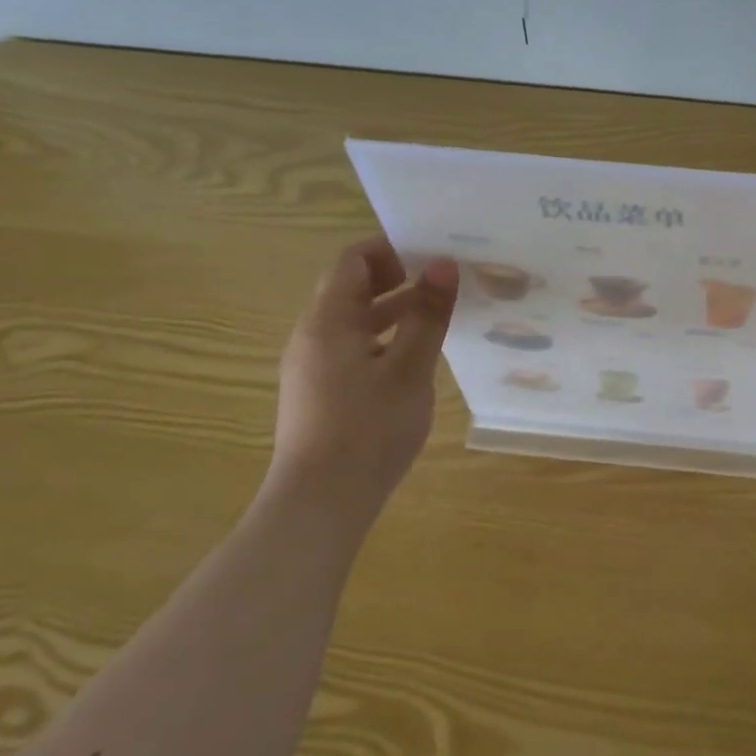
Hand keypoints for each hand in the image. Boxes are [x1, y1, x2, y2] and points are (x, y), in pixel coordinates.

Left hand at [269, 236, 458, 520]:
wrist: (320, 505)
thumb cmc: (368, 430)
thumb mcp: (410, 369)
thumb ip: (427, 315)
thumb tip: (443, 265)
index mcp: (327, 321)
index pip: (352, 260)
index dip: (391, 250)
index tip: (431, 255)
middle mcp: (312, 336)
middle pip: (351, 289)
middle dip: (397, 280)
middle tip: (443, 284)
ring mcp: (312, 367)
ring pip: (354, 322)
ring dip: (393, 312)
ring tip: (438, 318)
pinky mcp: (319, 394)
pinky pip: (352, 349)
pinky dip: (383, 341)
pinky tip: (414, 361)